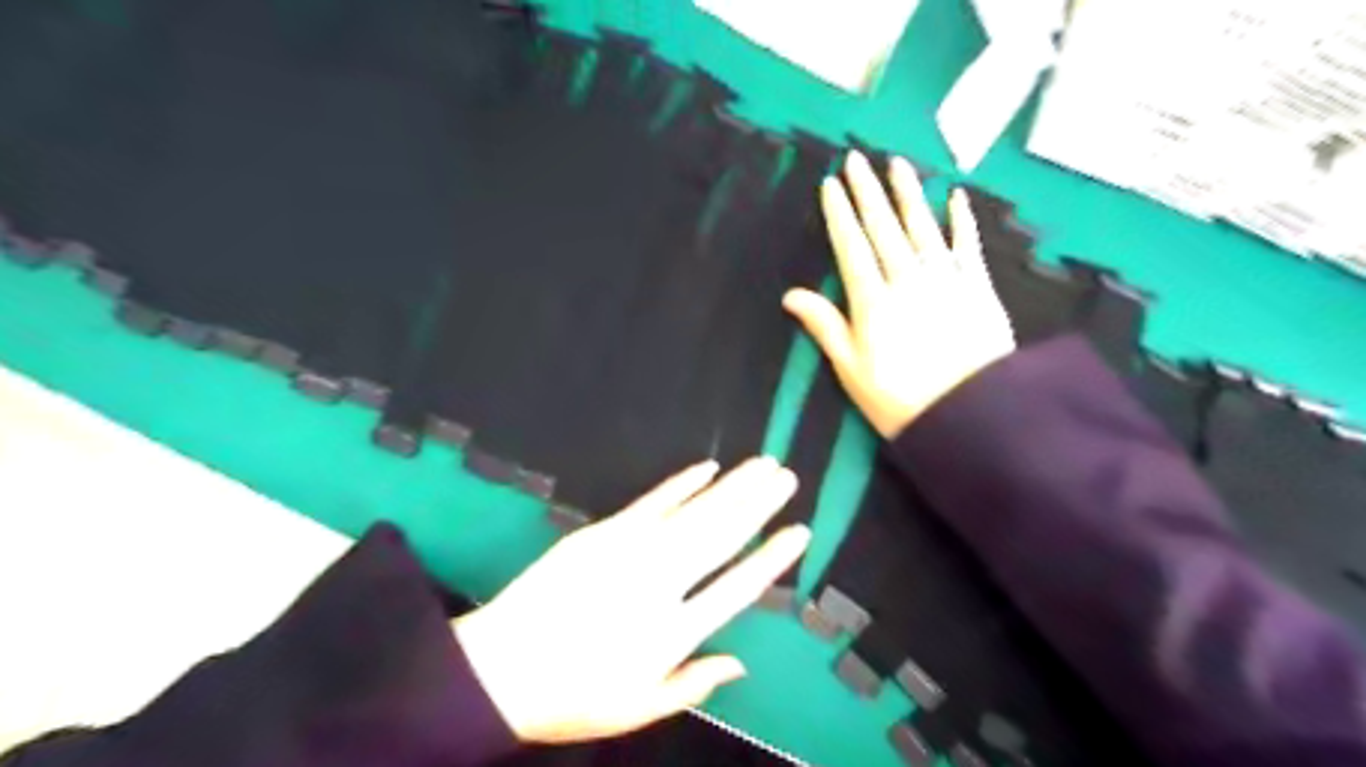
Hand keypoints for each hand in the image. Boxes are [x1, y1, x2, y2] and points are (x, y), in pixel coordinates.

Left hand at [453, 457, 809, 746]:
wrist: (500, 668)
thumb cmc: (573, 696)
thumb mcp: (638, 709)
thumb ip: (693, 683)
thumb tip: (742, 663)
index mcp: (675, 631)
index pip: (739, 587)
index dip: (772, 558)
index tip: (799, 532)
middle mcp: (662, 583)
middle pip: (723, 535)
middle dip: (759, 504)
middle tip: (788, 477)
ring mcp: (632, 550)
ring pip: (695, 512)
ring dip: (732, 486)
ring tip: (763, 465)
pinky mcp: (604, 531)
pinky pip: (653, 501)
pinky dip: (682, 483)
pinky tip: (707, 467)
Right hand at [777, 150, 1013, 435]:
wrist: (971, 414)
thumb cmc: (900, 399)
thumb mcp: (851, 370)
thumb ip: (825, 326)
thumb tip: (790, 295)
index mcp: (872, 301)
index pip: (851, 246)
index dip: (839, 214)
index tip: (830, 185)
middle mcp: (906, 279)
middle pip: (883, 227)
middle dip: (867, 192)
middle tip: (856, 160)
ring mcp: (944, 279)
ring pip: (921, 226)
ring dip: (907, 194)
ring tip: (895, 164)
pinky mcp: (977, 286)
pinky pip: (966, 245)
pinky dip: (961, 220)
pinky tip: (955, 197)